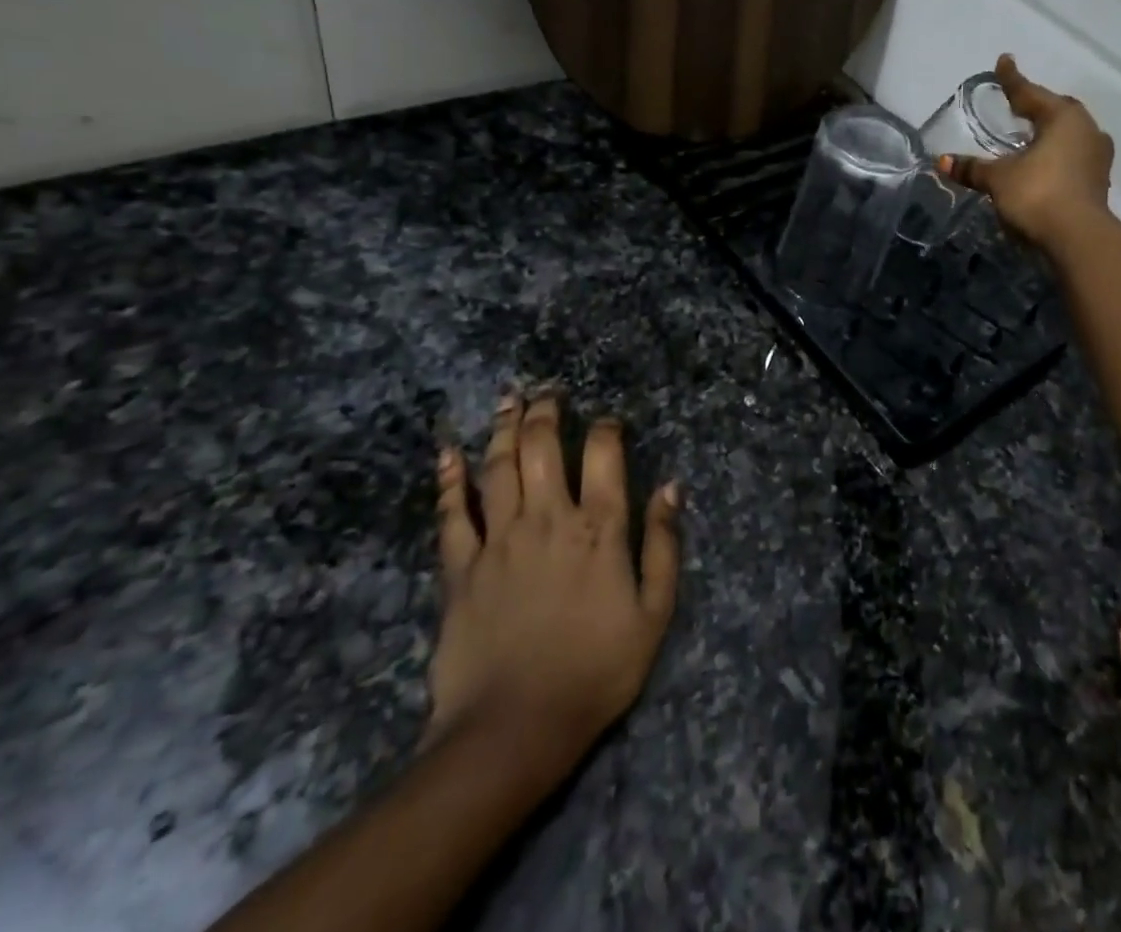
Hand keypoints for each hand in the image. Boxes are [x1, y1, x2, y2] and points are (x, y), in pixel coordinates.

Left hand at [426, 389, 680, 776]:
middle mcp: (548, 518)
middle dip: (546, 412)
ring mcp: (500, 540)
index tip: (609, 420)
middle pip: (543, 447)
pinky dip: (449, 479)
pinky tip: (447, 452)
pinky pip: (453, 513)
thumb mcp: (654, 613)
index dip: (607, 427)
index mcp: (599, 527)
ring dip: (504, 428)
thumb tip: (672, 487)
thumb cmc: (596, 670)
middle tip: (547, 391)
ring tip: (509, 400)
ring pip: (499, 467)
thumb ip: (664, 545)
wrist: (515, 729)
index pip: (604, 454)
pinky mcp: (461, 569)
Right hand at [940, 55, 1114, 251]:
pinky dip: (1056, 155)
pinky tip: (1043, 163)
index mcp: (1063, 117)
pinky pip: (1074, 156)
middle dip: (1036, 106)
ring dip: (1049, 132)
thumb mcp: (999, 179)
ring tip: (1030, 135)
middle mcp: (1086, 129)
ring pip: (1069, 134)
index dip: (1011, 79)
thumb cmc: (1038, 194)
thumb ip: (973, 168)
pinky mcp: (1099, 181)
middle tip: (1017, 103)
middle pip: (1056, 110)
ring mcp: (1097, 156)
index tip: (1004, 61)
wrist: (1079, 239)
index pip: (1029, 93)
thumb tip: (942, 161)